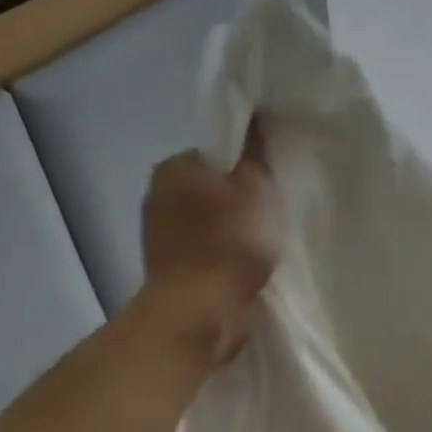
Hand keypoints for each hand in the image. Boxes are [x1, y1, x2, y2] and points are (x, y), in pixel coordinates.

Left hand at [140, 125, 281, 362]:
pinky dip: (225, 258)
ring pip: (210, 223)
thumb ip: (256, 152)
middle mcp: (158, 196)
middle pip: (213, 188)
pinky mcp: (171, 271)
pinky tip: (247, 268)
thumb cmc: (229, 243)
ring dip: (234, 232)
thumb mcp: (255, 188)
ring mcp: (160, 237)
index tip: (271, 184)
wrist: (200, 313)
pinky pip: (206, 253)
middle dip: (240, 200)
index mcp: (174, 167)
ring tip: (264, 245)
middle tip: (273, 215)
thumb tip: (255, 118)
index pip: (217, 152)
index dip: (248, 165)